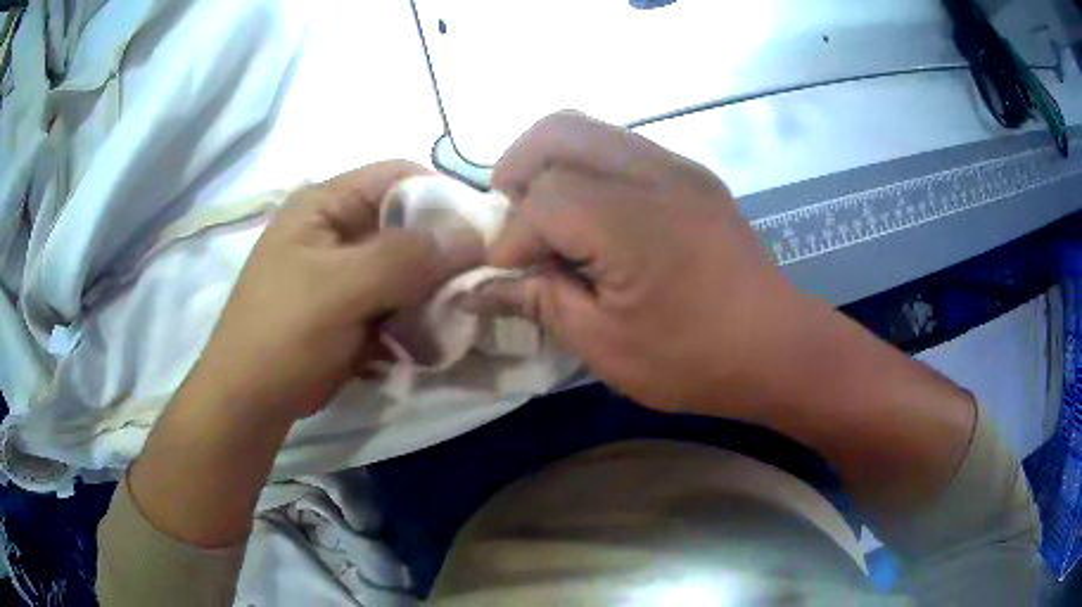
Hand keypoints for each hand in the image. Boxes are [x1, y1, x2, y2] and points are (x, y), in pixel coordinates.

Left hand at [189, 161, 481, 420]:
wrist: (251, 401)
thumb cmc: (283, 333)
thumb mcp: (339, 288)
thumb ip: (404, 257)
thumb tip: (472, 236)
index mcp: (326, 204)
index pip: (398, 177)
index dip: (444, 195)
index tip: (486, 230)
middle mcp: (339, 229)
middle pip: (407, 223)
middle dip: (443, 251)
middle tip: (478, 280)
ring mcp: (347, 272)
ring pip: (408, 266)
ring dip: (433, 290)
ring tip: (458, 314)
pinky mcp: (354, 308)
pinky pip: (399, 300)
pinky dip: (419, 316)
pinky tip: (433, 336)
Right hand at [476, 112, 807, 412]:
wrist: (777, 347)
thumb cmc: (693, 359)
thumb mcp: (606, 346)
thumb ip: (539, 302)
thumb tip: (479, 289)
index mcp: (630, 222)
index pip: (541, 198)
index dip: (511, 238)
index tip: (509, 277)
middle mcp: (652, 173)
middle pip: (556, 131)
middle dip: (516, 169)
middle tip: (512, 219)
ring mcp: (676, 165)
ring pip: (587, 128)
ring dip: (550, 162)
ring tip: (546, 215)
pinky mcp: (691, 172)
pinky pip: (619, 145)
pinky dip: (585, 166)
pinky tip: (591, 215)